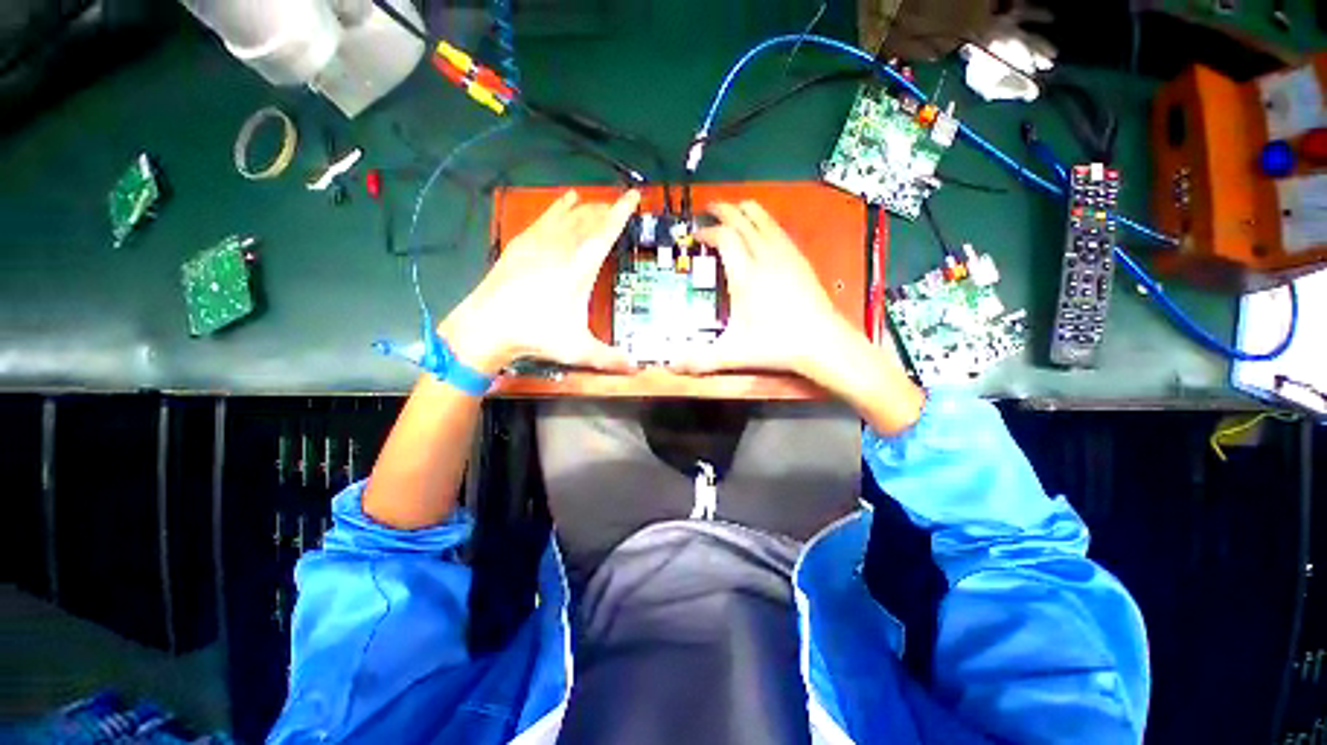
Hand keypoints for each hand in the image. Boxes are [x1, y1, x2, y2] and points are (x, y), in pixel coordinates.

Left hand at [441, 189, 639, 374]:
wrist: (486, 326)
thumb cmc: (536, 335)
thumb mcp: (578, 349)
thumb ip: (610, 358)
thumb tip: (637, 369)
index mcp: (579, 268)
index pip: (606, 232)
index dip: (622, 213)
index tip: (634, 196)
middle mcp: (561, 249)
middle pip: (588, 220)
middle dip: (605, 210)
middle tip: (618, 207)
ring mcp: (538, 244)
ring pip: (567, 216)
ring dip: (586, 208)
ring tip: (597, 203)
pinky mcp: (520, 245)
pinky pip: (545, 218)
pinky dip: (558, 207)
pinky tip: (564, 201)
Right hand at [673, 200, 924, 434]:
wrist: (823, 342)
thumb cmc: (777, 345)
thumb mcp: (733, 353)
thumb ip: (700, 359)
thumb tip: (670, 366)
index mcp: (746, 274)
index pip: (725, 236)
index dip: (708, 230)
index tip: (697, 234)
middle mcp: (766, 257)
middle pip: (744, 220)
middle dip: (725, 210)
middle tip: (710, 207)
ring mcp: (786, 256)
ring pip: (764, 219)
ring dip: (746, 211)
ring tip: (734, 210)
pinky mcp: (800, 260)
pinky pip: (779, 230)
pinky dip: (765, 222)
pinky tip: (763, 231)